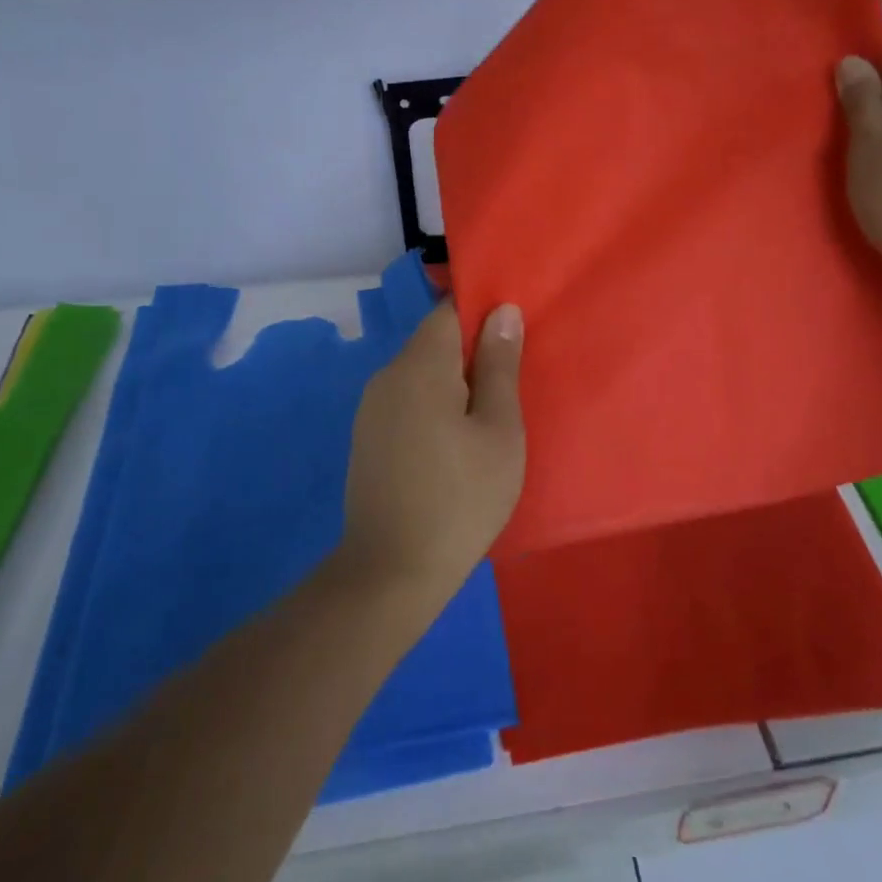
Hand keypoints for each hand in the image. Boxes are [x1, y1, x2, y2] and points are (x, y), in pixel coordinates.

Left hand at [337, 299, 525, 605]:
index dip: (482, 314)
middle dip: (471, 353)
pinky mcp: (368, 437)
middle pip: (433, 342)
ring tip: (488, 417)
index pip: (449, 312)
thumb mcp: (498, 430)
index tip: (514, 338)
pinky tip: (454, 443)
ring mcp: (371, 409)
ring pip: (420, 374)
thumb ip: (499, 366)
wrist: (392, 571)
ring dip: (453, 384)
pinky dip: (433, 407)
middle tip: (512, 384)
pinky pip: (406, 402)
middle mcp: (387, 376)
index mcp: (420, 366)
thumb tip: (501, 311)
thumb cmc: (461, 498)